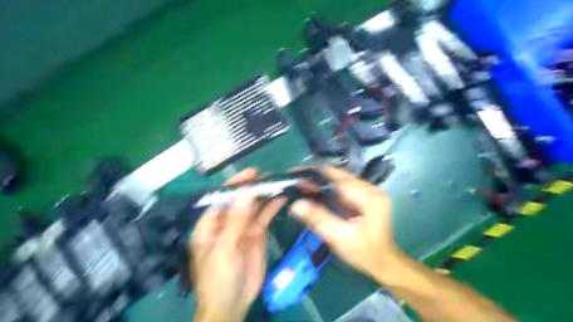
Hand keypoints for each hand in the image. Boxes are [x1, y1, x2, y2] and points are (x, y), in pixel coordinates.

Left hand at [192, 168, 285, 321]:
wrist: (233, 303)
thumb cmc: (219, 278)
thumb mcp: (225, 248)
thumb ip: (236, 219)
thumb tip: (245, 191)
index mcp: (210, 224)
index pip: (221, 198)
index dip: (235, 185)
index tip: (251, 174)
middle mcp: (226, 222)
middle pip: (240, 200)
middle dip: (253, 188)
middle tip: (270, 176)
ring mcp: (242, 227)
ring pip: (254, 206)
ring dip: (265, 195)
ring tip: (279, 183)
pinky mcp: (256, 233)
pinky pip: (264, 217)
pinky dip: (272, 207)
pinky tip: (281, 198)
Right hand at [292, 168, 398, 282]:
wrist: (383, 263)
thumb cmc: (364, 252)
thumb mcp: (340, 237)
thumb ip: (319, 219)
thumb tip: (296, 204)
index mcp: (369, 197)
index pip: (340, 178)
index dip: (317, 173)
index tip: (297, 172)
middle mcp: (370, 189)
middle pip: (339, 177)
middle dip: (316, 177)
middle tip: (296, 178)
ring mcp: (368, 193)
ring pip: (339, 181)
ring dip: (321, 182)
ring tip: (301, 183)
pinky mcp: (364, 198)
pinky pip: (342, 189)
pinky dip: (328, 189)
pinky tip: (315, 191)